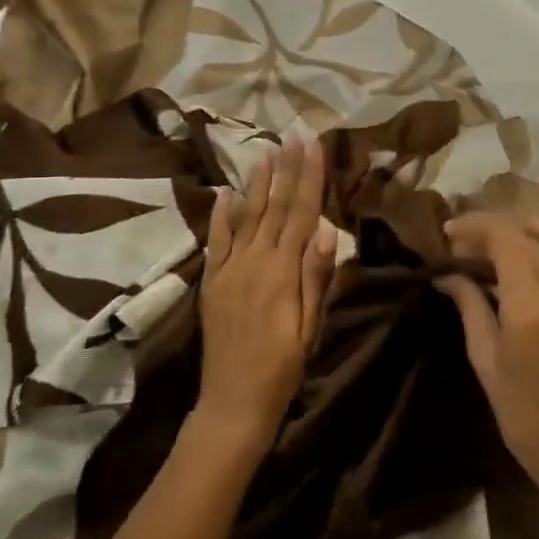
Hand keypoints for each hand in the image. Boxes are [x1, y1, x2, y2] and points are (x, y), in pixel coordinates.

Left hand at [196, 135, 336, 451]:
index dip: (309, 178)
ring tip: (266, 152)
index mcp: (281, 272)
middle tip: (293, 136)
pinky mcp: (212, 281)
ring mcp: (228, 269)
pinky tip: (224, 192)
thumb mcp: (309, 327)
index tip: (314, 146)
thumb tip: (325, 231)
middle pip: (273, 207)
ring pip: (245, 216)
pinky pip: (217, 241)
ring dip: (257, 183)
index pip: (300, 213)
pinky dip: (220, 215)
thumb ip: (315, 278)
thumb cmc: (282, 367)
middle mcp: (252, 262)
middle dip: (285, 169)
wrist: (233, 401)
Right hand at [437, 214, 538, 493]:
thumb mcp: (484, 355)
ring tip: (489, 242)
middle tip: (460, 246)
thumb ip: (469, 304)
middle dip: (488, 234)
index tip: (449, 231)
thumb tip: (446, 273)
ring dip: (516, 234)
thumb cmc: (518, 407)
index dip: (475, 226)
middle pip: (522, 240)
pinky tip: (535, 232)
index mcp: (527, 307)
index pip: (503, 240)